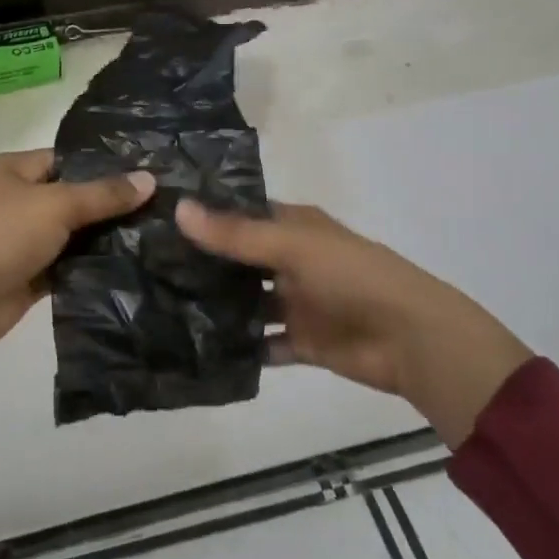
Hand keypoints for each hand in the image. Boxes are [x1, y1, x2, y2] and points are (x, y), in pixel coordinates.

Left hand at [0, 150, 155, 354]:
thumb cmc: (4, 236)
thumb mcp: (57, 205)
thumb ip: (104, 194)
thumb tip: (150, 179)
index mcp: (13, 169)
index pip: (67, 160)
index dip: (104, 166)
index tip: (147, 173)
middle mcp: (17, 198)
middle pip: (73, 196)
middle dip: (110, 203)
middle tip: (160, 204)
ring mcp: (24, 236)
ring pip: (73, 231)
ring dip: (104, 236)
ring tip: (154, 231)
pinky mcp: (32, 270)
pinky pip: (69, 261)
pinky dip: (92, 263)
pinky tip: (131, 261)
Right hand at [176, 199, 530, 446]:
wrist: (411, 339)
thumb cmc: (352, 276)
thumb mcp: (292, 246)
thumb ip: (235, 234)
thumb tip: (178, 209)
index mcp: (294, 227)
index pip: (242, 214)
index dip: (207, 214)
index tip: (158, 217)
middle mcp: (291, 261)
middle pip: (240, 260)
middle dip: (203, 263)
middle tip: (147, 265)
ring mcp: (296, 303)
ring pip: (247, 303)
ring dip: (218, 306)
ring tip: (162, 307)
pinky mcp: (301, 342)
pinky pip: (263, 344)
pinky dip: (240, 347)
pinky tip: (199, 349)